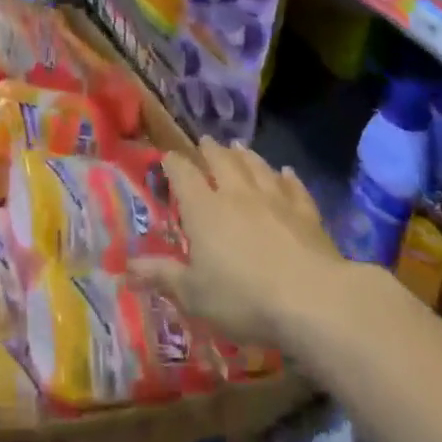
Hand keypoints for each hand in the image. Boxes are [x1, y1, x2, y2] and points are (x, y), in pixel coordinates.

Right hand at [131, 138, 341, 348]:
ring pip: (257, 168)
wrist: (314, 300)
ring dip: (246, 156)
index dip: (173, 163)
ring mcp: (275, 200)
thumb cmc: (243, 298)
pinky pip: (294, 187)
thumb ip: (162, 276)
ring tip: (240, 147)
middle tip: (206, 141)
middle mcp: (237, 195)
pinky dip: (287, 177)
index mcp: (204, 209)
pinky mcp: (307, 214)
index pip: (183, 175)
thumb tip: (126, 269)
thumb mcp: (194, 294)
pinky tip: (286, 172)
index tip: (167, 157)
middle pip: (222, 162)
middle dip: (211, 150)